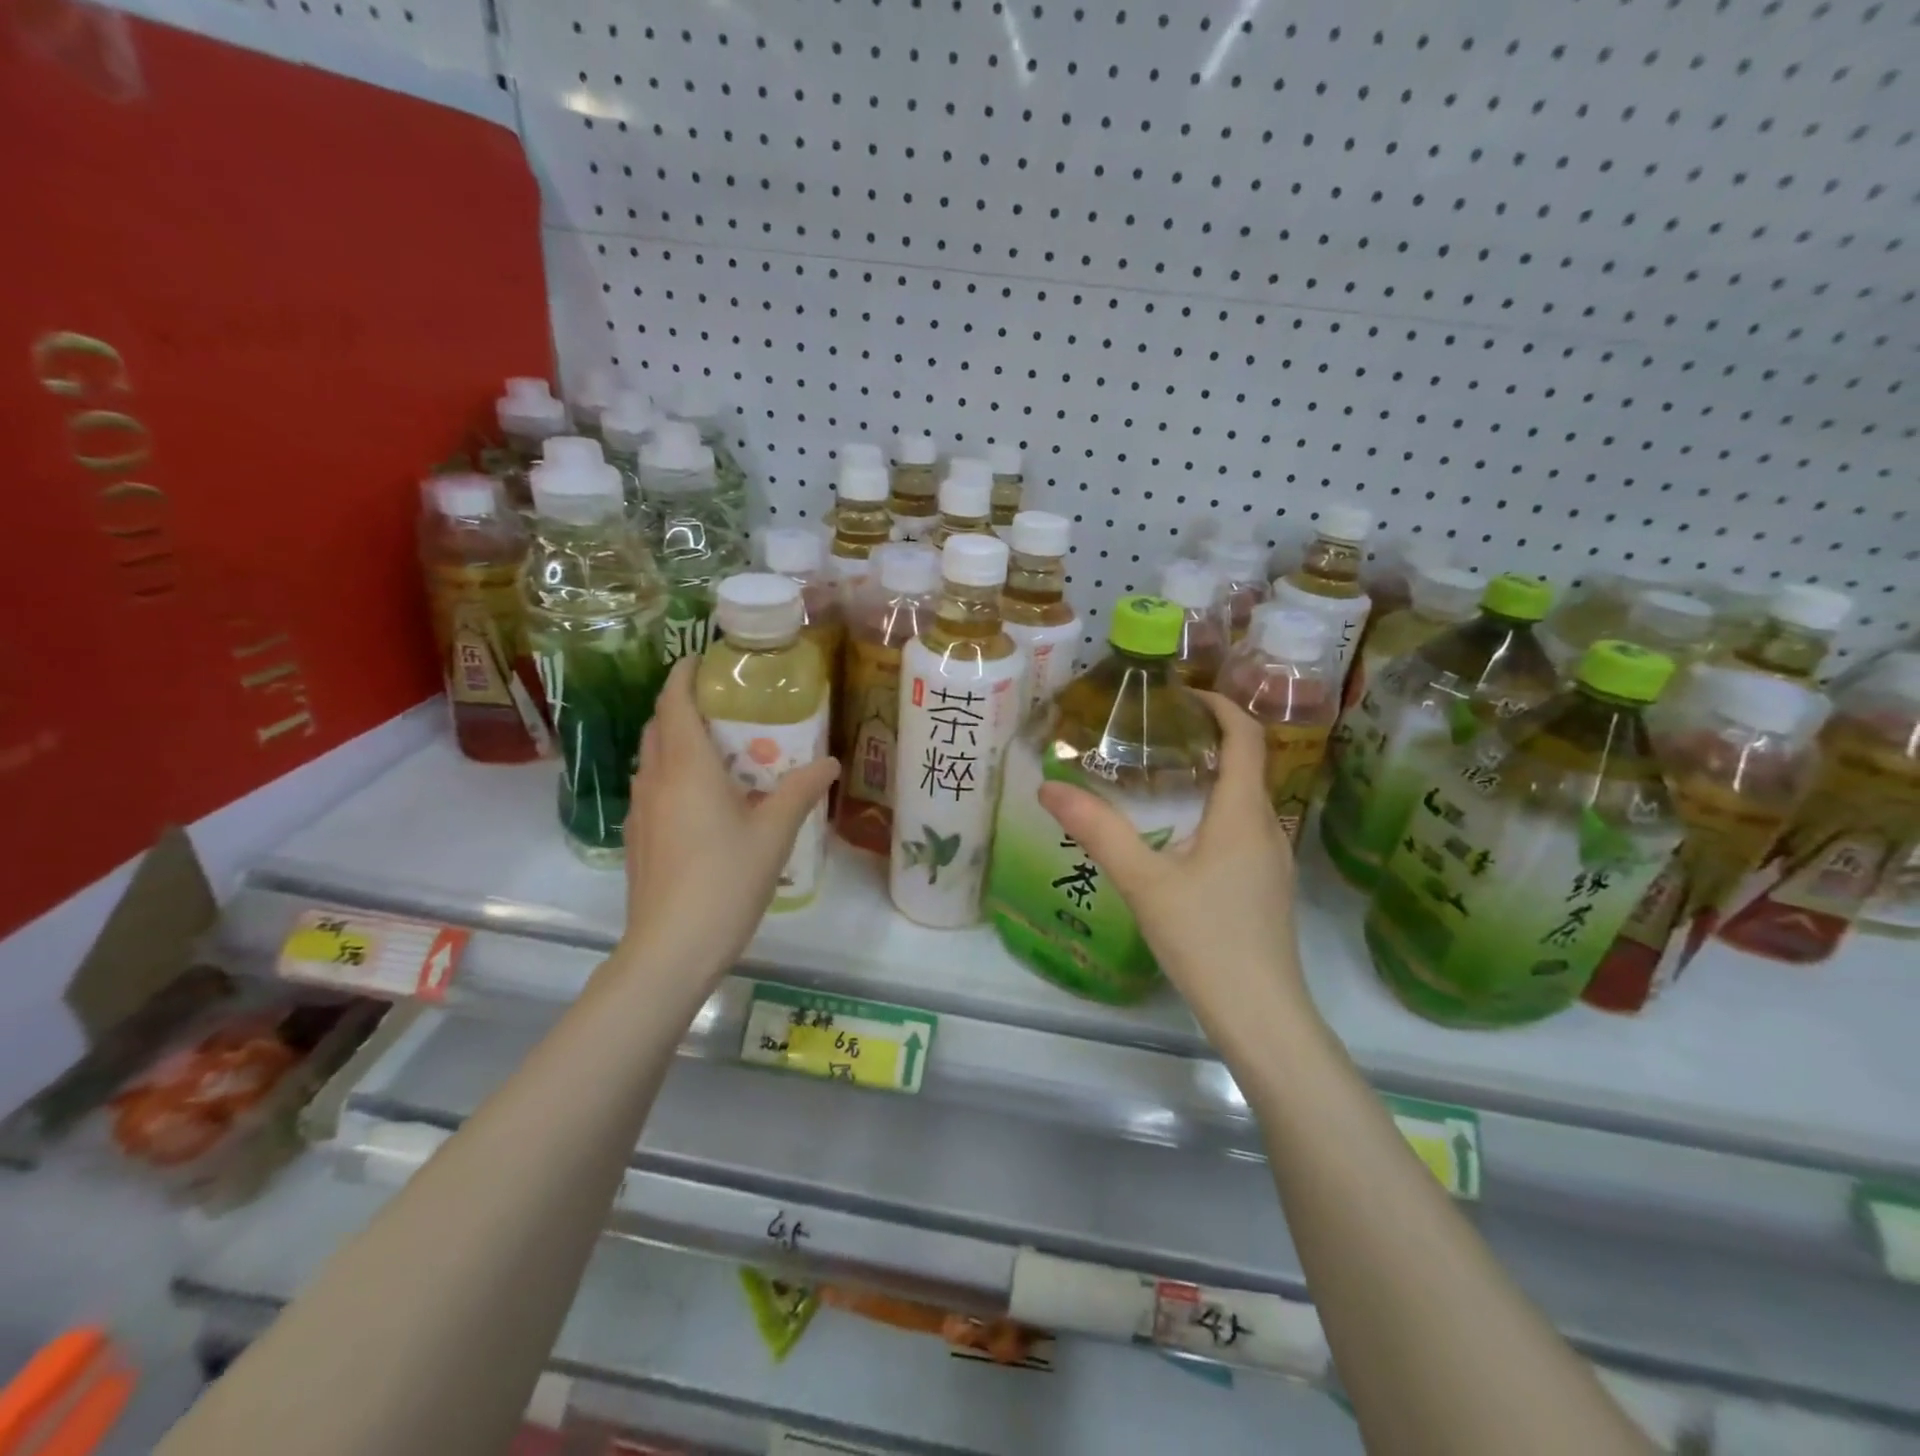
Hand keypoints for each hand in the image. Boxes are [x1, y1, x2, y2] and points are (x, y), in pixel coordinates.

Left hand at [614, 659, 839, 985]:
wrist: (670, 949)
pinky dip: (673, 774)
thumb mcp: (774, 834)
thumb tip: (830, 762)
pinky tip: (704, 801)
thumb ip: (801, 791)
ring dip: (676, 741)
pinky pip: (653, 788)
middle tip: (724, 706)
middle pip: (658, 726)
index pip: (674, 703)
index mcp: (687, 768)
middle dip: (683, 706)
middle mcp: (656, 780)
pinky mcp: (638, 838)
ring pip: (652, 758)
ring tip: (719, 750)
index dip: (684, 675)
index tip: (703, 659)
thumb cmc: (725, 882)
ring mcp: (641, 811)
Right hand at [1037, 693, 1312, 1047]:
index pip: (1247, 736)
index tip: (1181, 694)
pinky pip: (1244, 827)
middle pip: (1247, 763)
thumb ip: (1098, 831)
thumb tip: (1049, 787)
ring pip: (1245, 798)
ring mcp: (1273, 859)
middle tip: (1155, 732)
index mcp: (1244, 813)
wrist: (1261, 1015)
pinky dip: (1215, 809)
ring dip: (1211, 776)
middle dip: (1208, 738)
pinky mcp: (1267, 886)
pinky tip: (1180, 834)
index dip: (1220, 705)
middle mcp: (1268, 827)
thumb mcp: (1143, 882)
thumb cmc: (1206, 939)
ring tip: (1161, 776)